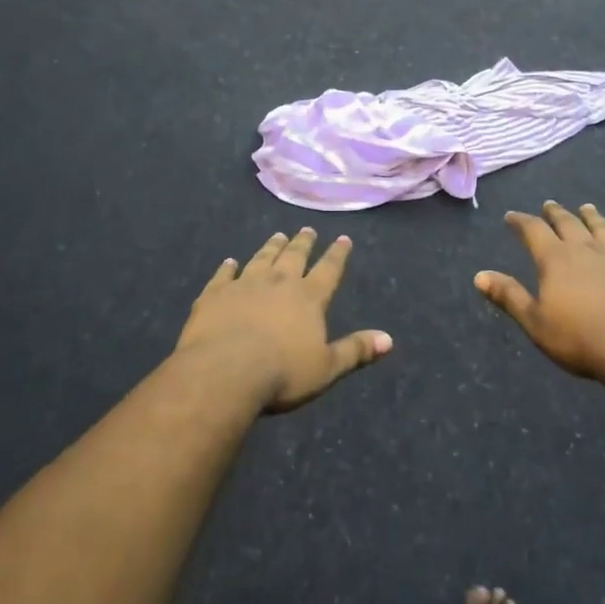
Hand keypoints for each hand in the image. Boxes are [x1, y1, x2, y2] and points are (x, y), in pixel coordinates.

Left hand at [177, 228, 391, 412]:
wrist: (224, 372)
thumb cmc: (282, 374)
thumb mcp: (326, 368)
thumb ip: (355, 350)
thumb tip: (389, 339)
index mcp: (308, 298)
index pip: (328, 270)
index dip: (337, 254)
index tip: (343, 238)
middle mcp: (278, 282)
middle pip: (294, 256)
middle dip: (303, 242)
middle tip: (307, 229)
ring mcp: (244, 284)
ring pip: (261, 258)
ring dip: (271, 247)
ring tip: (278, 235)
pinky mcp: (215, 294)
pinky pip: (224, 275)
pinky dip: (228, 267)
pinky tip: (229, 261)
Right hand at [475, 201, 604, 383]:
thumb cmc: (580, 338)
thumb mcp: (535, 322)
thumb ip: (509, 296)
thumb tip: (479, 276)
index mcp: (556, 259)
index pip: (533, 230)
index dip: (521, 221)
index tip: (511, 216)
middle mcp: (586, 250)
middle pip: (569, 223)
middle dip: (556, 213)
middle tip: (549, 205)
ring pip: (603, 230)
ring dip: (593, 218)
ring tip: (587, 208)